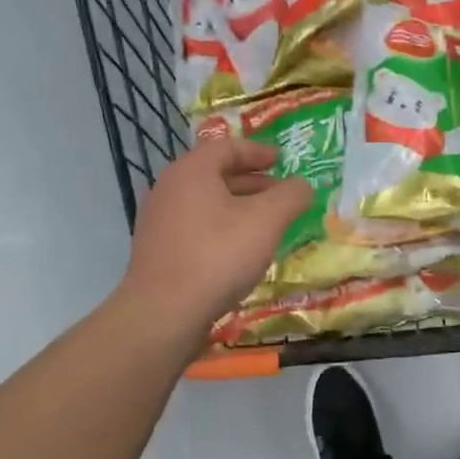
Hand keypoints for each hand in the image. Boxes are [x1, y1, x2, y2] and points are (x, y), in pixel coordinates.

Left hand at [120, 138, 312, 336]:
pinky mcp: (157, 250)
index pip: (226, 147)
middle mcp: (169, 188)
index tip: (281, 159)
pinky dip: (220, 228)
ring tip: (264, 224)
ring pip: (204, 203)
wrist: (164, 311)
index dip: (258, 151)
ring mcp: (158, 221)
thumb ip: (290, 197)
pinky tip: (238, 252)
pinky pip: (194, 227)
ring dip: (236, 207)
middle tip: (279, 193)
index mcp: (191, 171)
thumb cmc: (218, 256)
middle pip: (214, 174)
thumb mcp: (267, 221)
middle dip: (251, 181)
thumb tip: (302, 186)